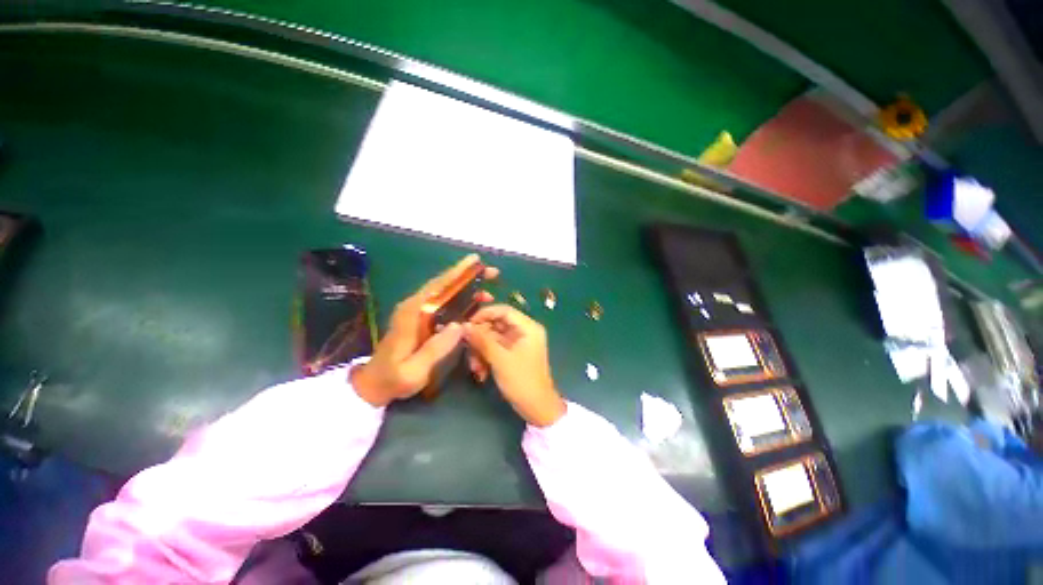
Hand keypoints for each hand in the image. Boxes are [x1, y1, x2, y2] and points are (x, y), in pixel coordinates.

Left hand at [351, 254, 497, 406]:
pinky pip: (444, 301)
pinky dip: (460, 298)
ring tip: (488, 291)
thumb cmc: (393, 379)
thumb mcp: (414, 370)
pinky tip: (474, 303)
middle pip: (443, 284)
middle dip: (468, 276)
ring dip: (466, 287)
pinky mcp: (421, 317)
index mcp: (412, 314)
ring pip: (444, 291)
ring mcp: (417, 311)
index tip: (476, 261)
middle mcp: (414, 306)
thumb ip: (436, 348)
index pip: (438, 287)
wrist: (373, 383)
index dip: (458, 273)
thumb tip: (460, 325)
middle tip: (492, 272)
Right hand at [464, 305, 565, 426]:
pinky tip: (480, 373)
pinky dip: (486, 358)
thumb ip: (482, 340)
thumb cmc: (522, 381)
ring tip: (475, 368)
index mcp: (528, 327)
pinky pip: (495, 349)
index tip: (467, 324)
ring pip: (493, 338)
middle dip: (480, 338)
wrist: (537, 408)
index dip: (484, 314)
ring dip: (480, 351)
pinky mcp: (513, 354)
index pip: (503, 310)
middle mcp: (524, 331)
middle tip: (466, 349)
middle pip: (496, 324)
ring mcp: (518, 343)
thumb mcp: (500, 359)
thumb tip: (464, 326)